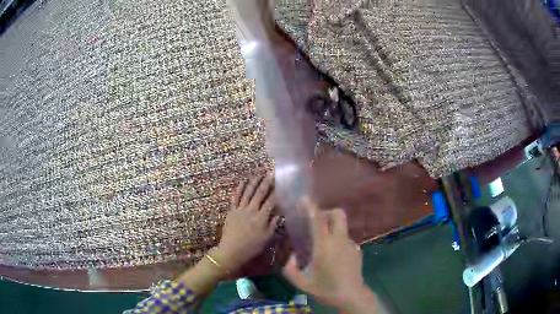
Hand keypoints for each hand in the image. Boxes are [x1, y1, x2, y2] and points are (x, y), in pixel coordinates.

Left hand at [214, 174, 278, 271]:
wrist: (231, 251)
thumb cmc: (251, 247)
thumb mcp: (266, 238)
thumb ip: (273, 224)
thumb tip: (279, 213)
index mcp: (261, 218)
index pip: (271, 201)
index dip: (277, 191)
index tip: (281, 183)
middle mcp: (251, 210)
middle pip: (260, 193)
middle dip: (267, 183)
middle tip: (271, 173)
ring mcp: (240, 209)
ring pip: (248, 193)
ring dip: (254, 182)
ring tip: (259, 175)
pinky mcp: (232, 211)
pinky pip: (235, 197)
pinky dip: (239, 188)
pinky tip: (243, 181)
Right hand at [283, 198, 376, 311]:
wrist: (352, 296)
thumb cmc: (326, 289)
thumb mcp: (302, 283)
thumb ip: (290, 269)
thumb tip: (290, 256)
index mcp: (324, 246)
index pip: (318, 221)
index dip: (310, 207)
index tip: (304, 199)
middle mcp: (339, 241)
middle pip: (338, 214)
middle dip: (326, 212)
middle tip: (315, 222)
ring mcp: (350, 244)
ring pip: (341, 227)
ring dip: (331, 228)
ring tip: (321, 244)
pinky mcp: (357, 250)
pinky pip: (345, 239)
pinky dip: (337, 241)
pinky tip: (332, 256)